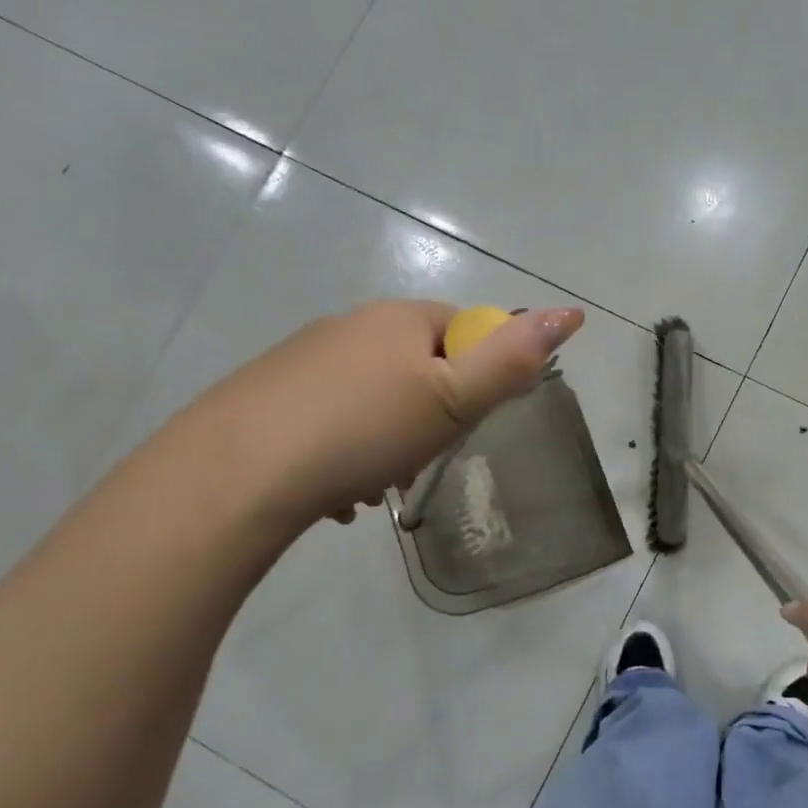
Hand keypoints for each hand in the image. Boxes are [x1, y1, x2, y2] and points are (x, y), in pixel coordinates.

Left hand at [182, 299, 583, 529]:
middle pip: (416, 366)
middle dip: (429, 417)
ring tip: (374, 488)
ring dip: (387, 442)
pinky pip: (328, 420)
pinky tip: (334, 494)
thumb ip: (514, 359)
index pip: (463, 328)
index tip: (464, 423)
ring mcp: (304, 359)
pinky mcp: (268, 395)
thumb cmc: (364, 429)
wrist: (237, 472)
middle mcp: (349, 326)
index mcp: (397, 319)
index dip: (476, 376)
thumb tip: (570, 312)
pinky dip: (343, 453)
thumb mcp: (454, 398)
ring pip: (371, 398)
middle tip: (419, 463)